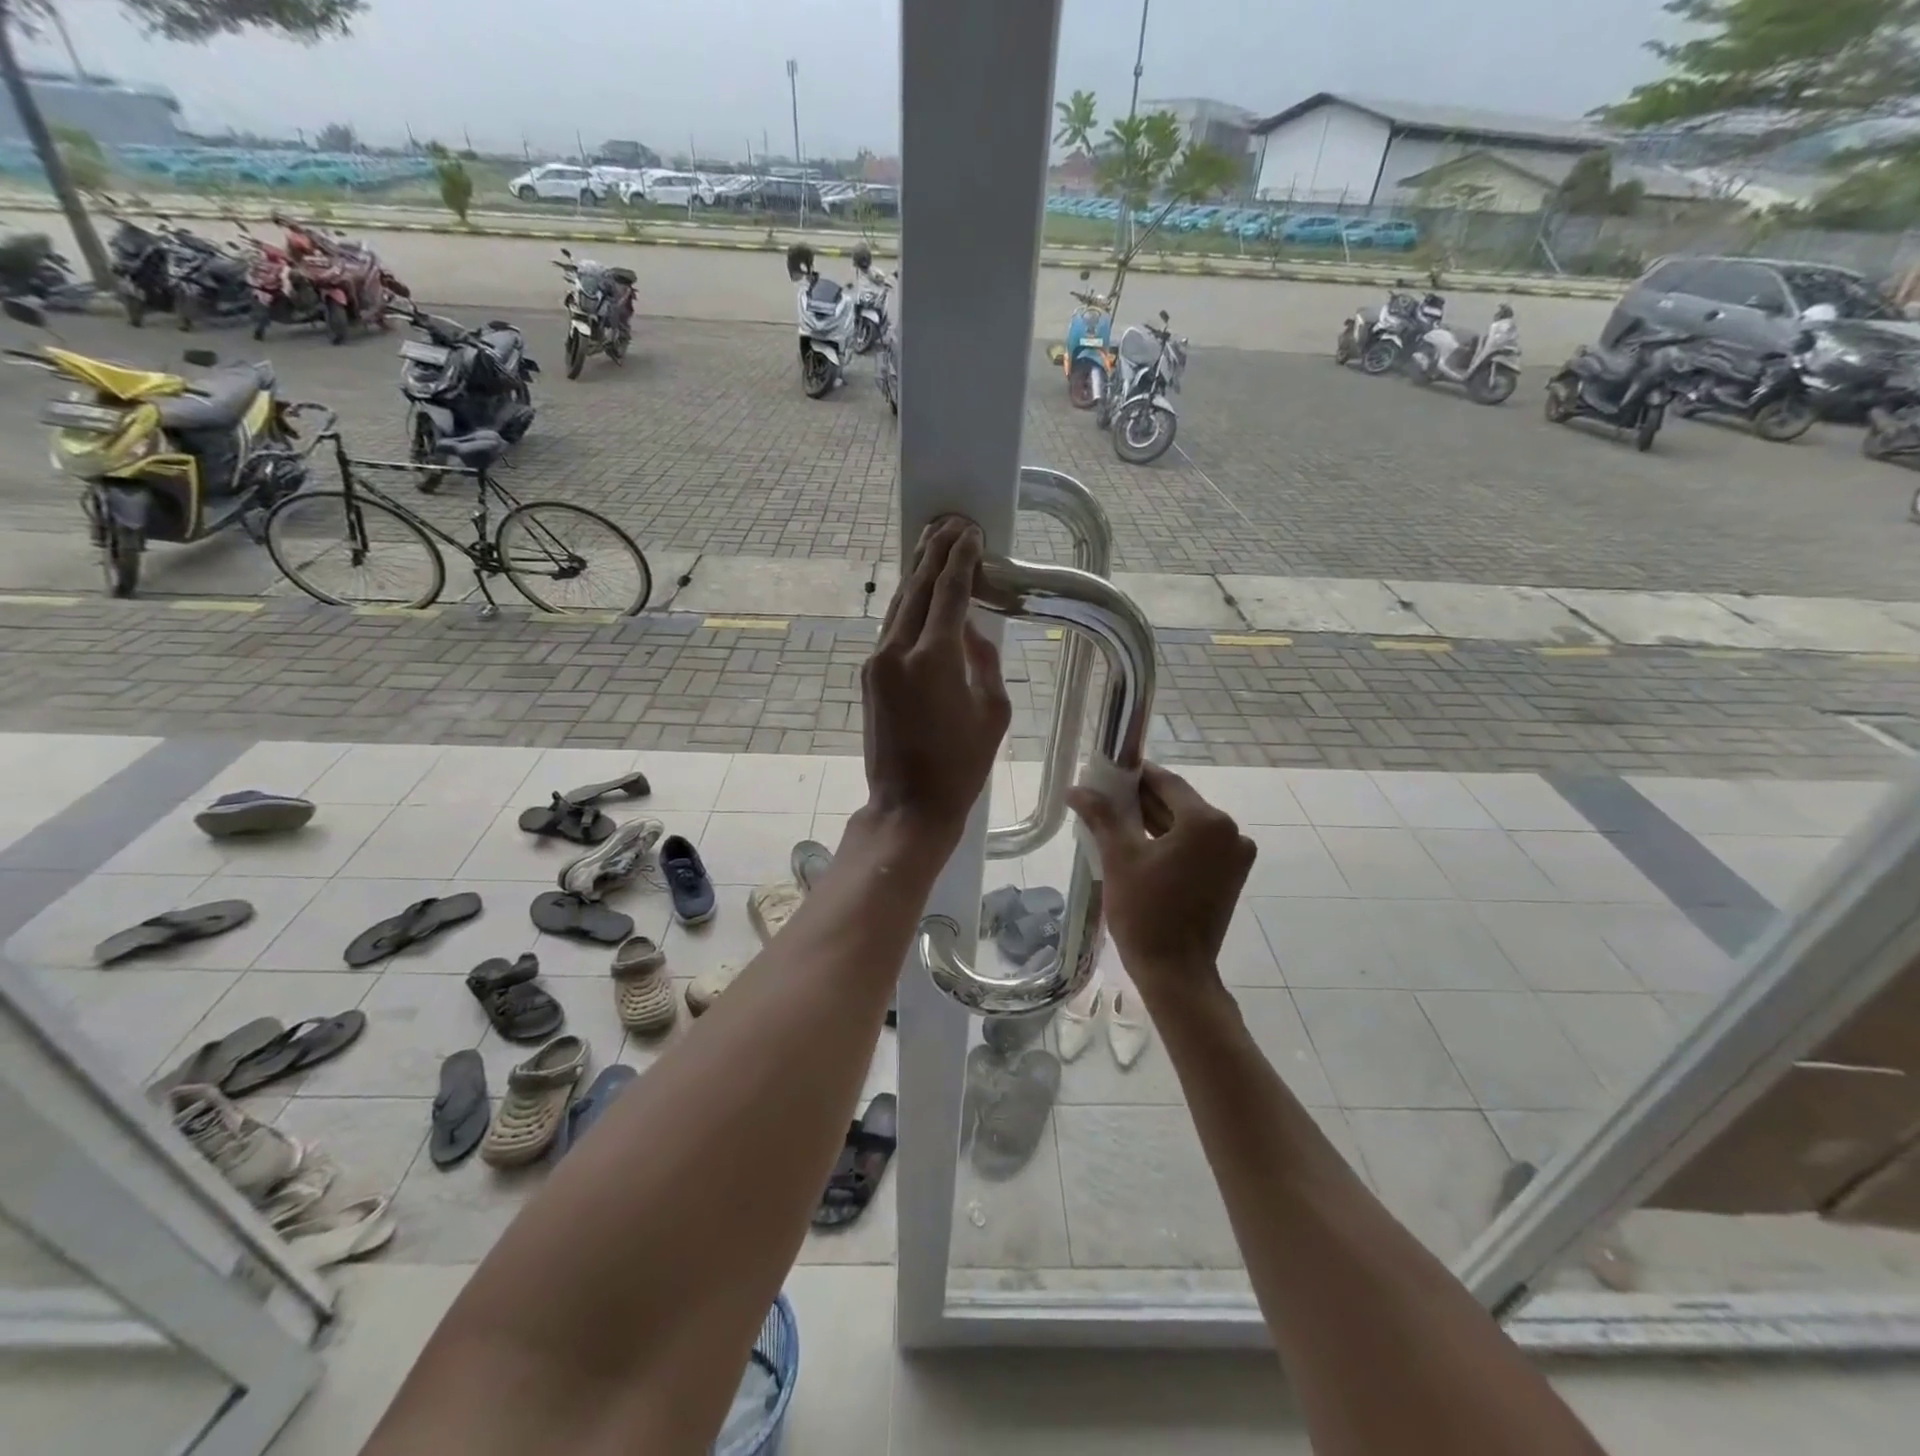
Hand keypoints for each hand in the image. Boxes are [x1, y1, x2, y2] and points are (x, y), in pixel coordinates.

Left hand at [860, 517, 1009, 849]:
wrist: (909, 804)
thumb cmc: (962, 765)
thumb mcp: (993, 711)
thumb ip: (984, 660)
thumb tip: (971, 628)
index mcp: (933, 658)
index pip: (948, 592)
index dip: (961, 559)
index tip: (970, 533)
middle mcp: (897, 651)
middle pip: (916, 588)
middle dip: (934, 553)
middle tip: (951, 524)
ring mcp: (876, 663)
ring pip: (898, 606)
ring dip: (916, 574)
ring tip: (932, 544)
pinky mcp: (868, 677)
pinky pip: (891, 630)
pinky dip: (908, 606)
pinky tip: (919, 595)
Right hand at [1067, 762, 1255, 998]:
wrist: (1175, 972)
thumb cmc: (1145, 912)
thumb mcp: (1118, 857)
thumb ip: (1101, 816)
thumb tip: (1076, 789)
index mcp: (1208, 822)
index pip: (1168, 783)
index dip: (1136, 775)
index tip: (1108, 772)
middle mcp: (1230, 833)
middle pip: (1179, 804)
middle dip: (1142, 800)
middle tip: (1105, 797)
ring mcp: (1234, 856)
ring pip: (1187, 826)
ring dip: (1154, 820)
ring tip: (1115, 820)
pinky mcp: (1229, 876)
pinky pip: (1196, 846)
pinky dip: (1169, 842)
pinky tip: (1138, 843)